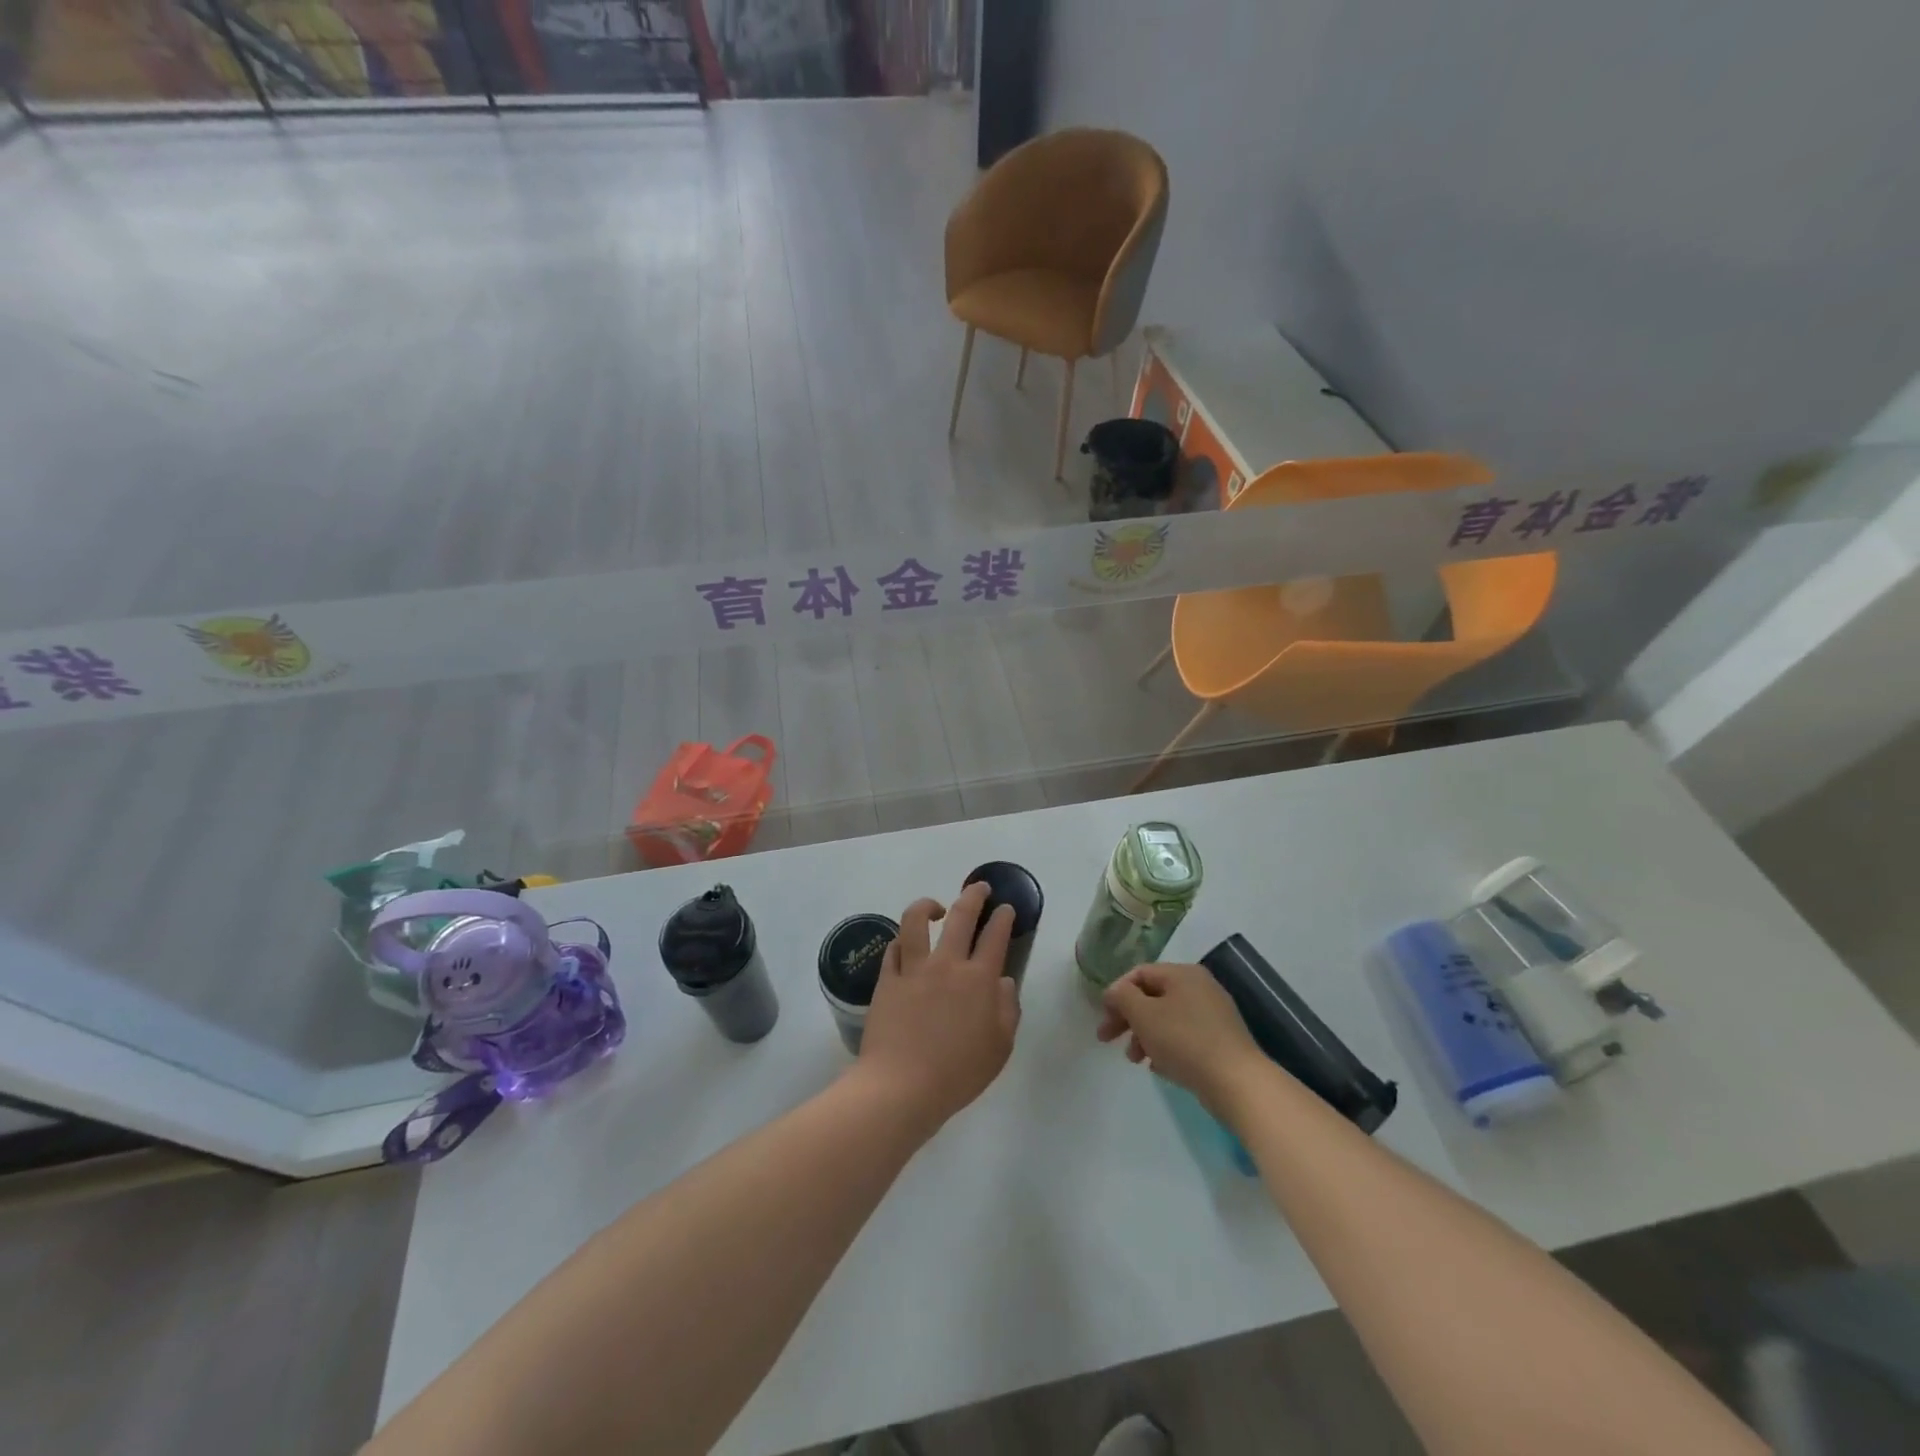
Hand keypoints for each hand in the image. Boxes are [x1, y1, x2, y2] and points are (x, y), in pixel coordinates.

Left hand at [854, 882, 1019, 1136]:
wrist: (902, 1087)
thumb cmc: (957, 1073)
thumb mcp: (999, 1048)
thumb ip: (1007, 1010)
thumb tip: (1004, 982)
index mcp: (979, 980)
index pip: (995, 937)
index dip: (1003, 918)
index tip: (1005, 908)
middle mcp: (947, 965)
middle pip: (961, 916)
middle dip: (973, 895)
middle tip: (979, 887)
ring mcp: (913, 969)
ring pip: (916, 921)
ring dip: (928, 905)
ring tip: (935, 907)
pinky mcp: (887, 980)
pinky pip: (893, 949)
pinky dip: (902, 941)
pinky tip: (906, 944)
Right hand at [1097, 962, 1265, 1116]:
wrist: (1237, 1082)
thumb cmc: (1185, 1041)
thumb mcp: (1144, 1014)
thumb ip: (1122, 997)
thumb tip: (1115, 992)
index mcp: (1183, 973)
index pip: (1139, 973)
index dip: (1116, 993)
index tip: (1102, 1017)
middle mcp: (1200, 987)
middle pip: (1152, 996)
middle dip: (1127, 1018)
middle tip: (1107, 1039)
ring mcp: (1213, 1015)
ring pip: (1167, 1019)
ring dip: (1144, 1036)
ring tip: (1135, 1060)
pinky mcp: (1220, 1041)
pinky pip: (1184, 1037)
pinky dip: (1166, 1047)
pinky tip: (1158, 1067)